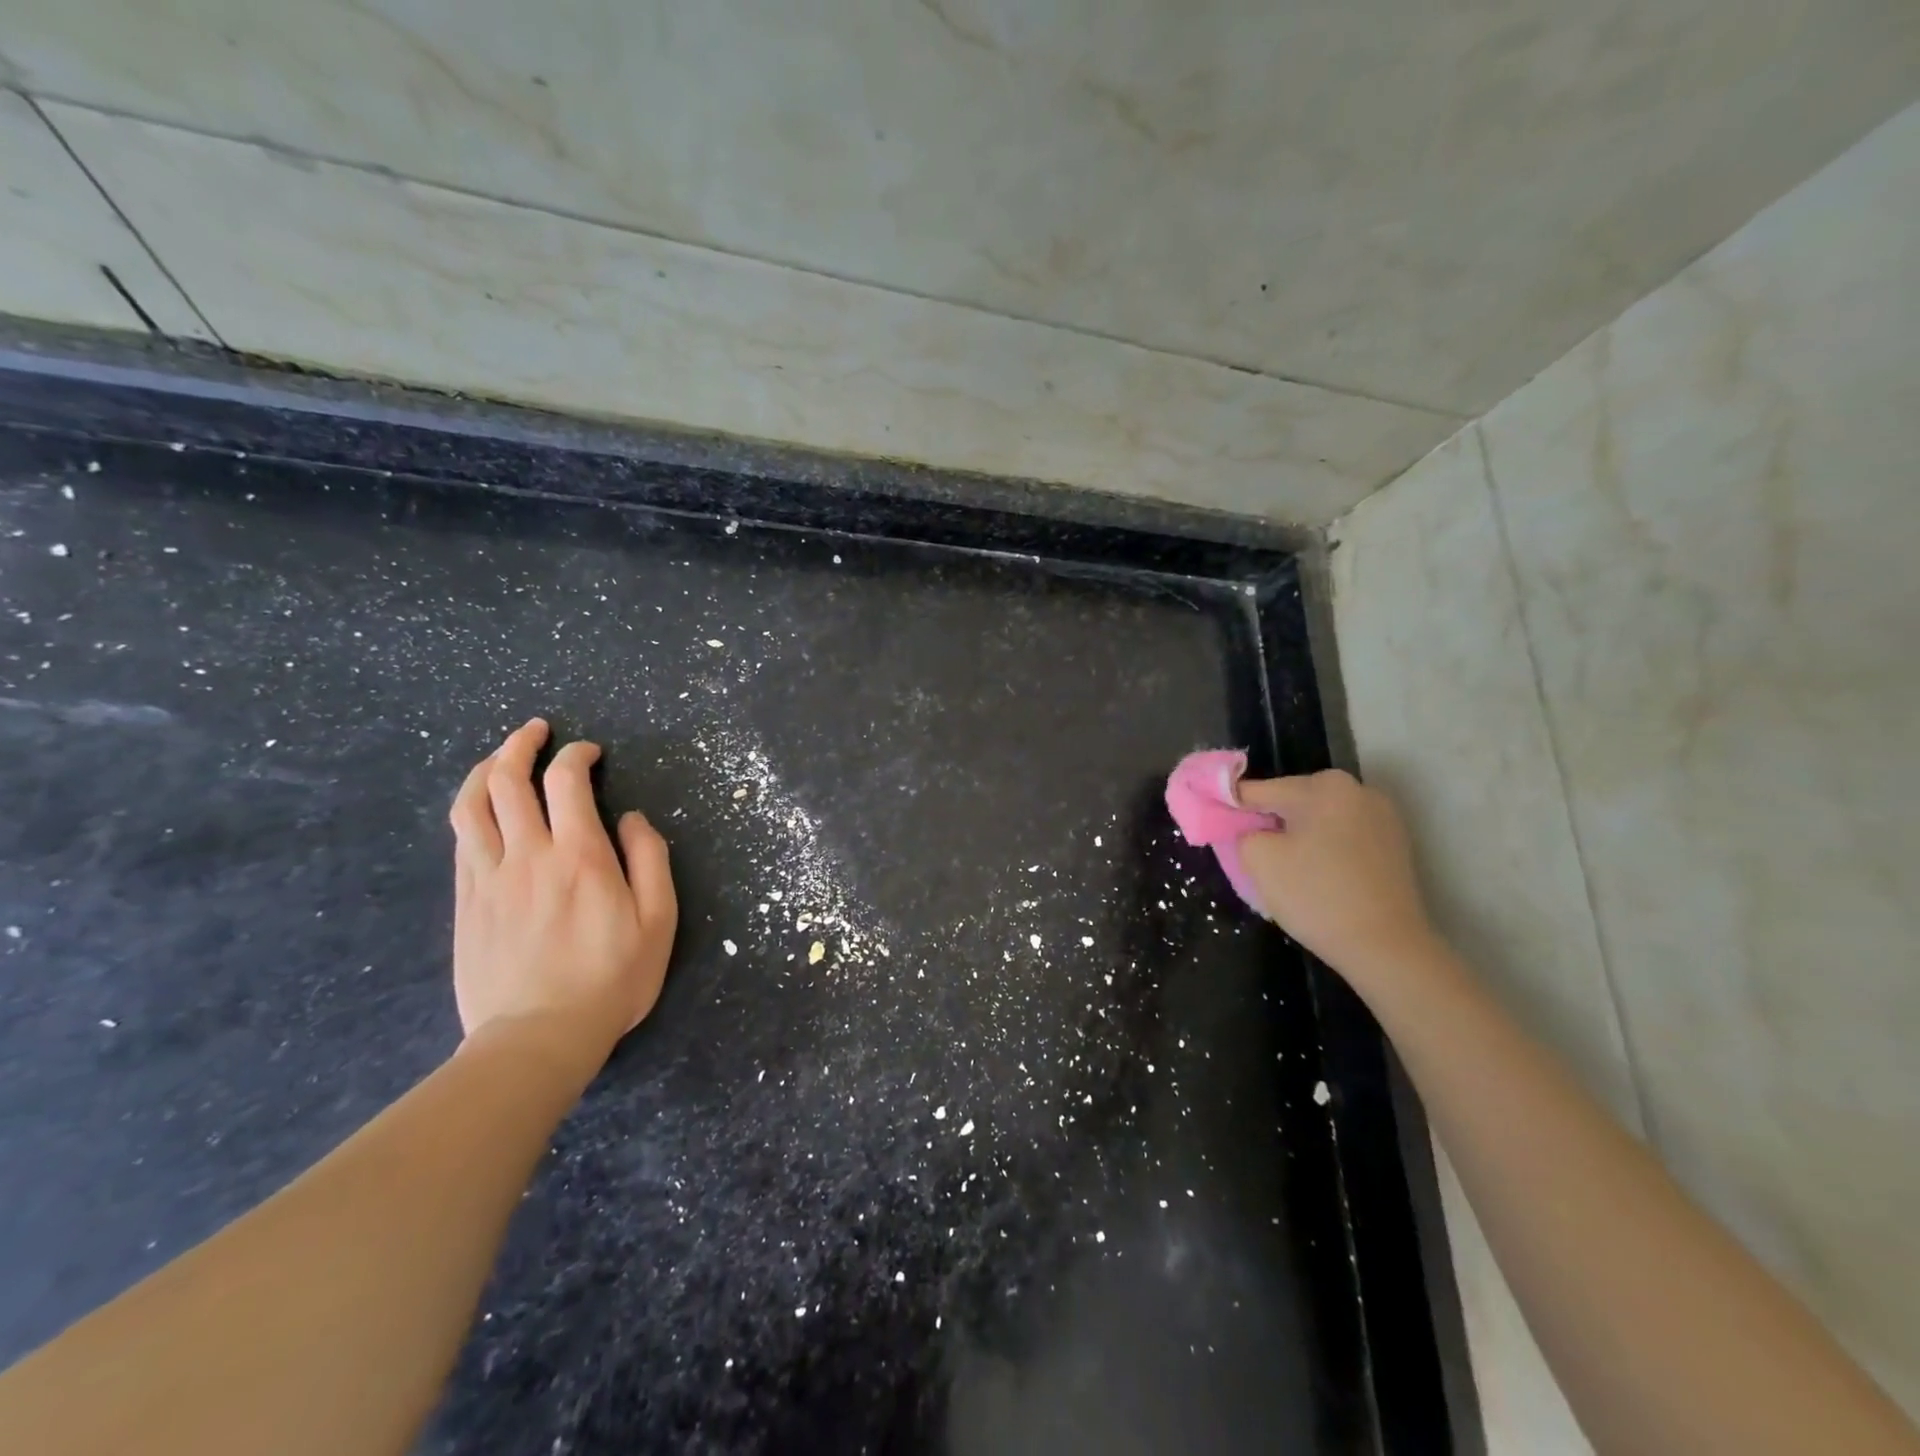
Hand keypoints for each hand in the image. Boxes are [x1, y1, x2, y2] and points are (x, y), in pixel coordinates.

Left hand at [448, 720, 677, 1068]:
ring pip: (471, 806)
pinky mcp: (466, 903)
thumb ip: (650, 860)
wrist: (537, 1037)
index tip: (588, 752)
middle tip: (534, 731)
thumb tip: (632, 818)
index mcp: (579, 855)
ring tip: (498, 757)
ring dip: (485, 770)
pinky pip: (461, 842)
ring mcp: (488, 878)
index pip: (566, 782)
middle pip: (508, 781)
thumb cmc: (611, 978)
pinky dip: (471, 812)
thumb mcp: (658, 920)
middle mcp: (527, 855)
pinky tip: (482, 811)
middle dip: (520, 745)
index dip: (575, 755)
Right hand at [1237, 769, 1439, 985]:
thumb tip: (1250, 829)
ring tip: (1286, 872)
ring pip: (1319, 821)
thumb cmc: (1317, 896)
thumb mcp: (1258, 860)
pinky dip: (1324, 851)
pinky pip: (1343, 837)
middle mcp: (1357, 790)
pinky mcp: (1395, 845)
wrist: (1387, 948)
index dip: (1230, 807)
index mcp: (1323, 786)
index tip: (1213, 823)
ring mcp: (1382, 817)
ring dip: (1298, 838)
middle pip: (1292, 802)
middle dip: (1269, 824)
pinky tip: (1318, 879)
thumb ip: (1242, 831)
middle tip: (1252, 857)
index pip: (1258, 790)